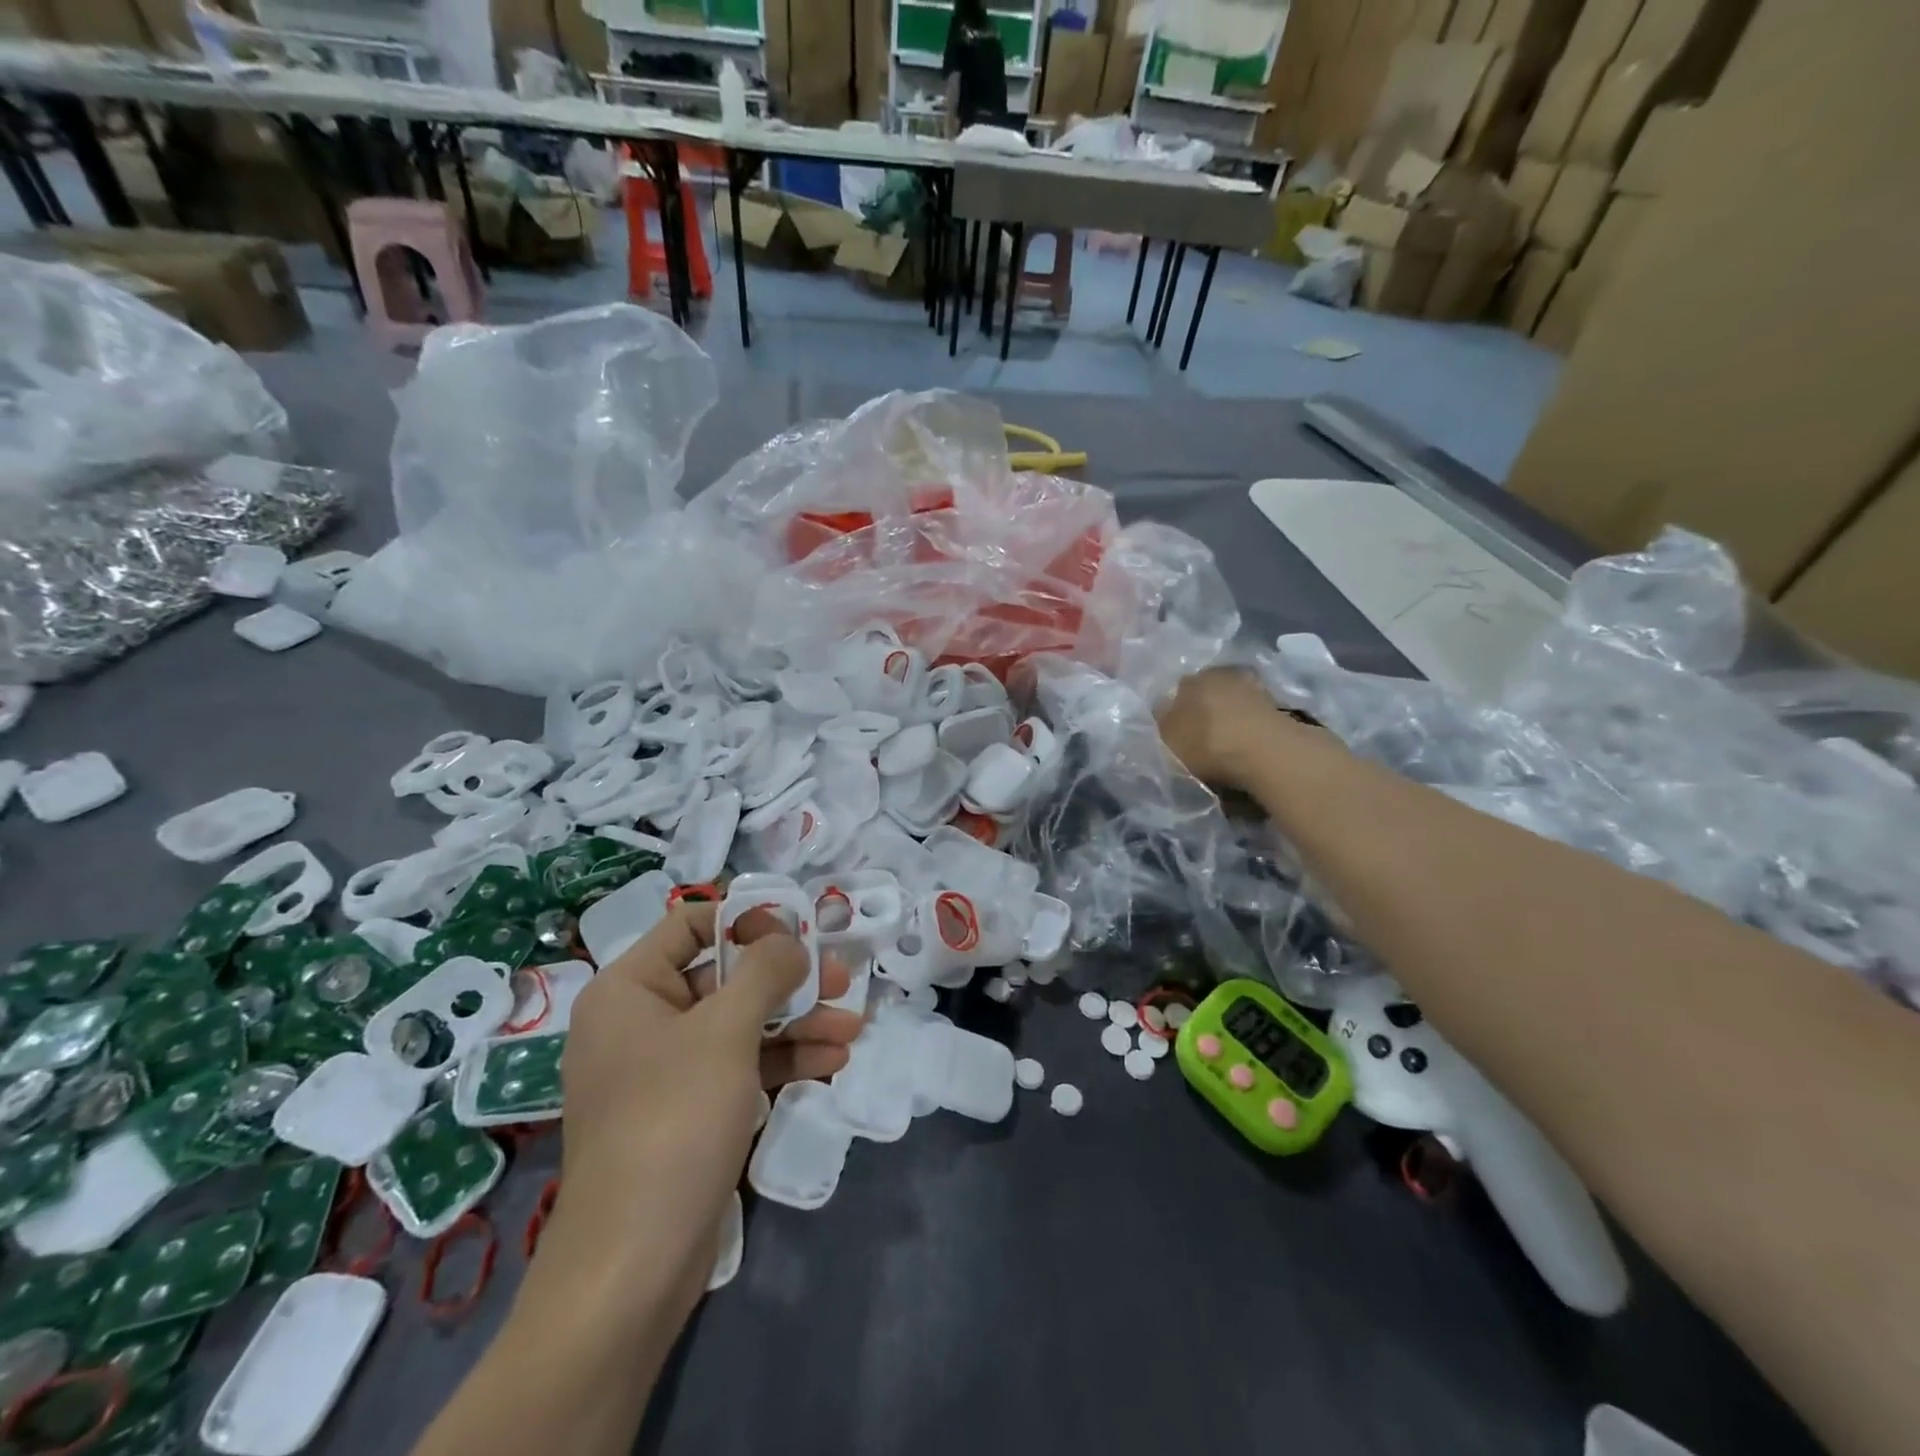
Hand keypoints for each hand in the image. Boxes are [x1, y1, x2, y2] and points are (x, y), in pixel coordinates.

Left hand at [554, 902, 862, 1278]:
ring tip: (853, 1024)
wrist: (634, 1265)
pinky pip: (740, 1067)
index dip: (746, 920)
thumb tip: (790, 938)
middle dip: (787, 979)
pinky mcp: (689, 1112)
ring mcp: (665, 1071)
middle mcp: (642, 1022)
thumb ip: (765, 971)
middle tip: (840, 978)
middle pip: (724, 978)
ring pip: (740, 1025)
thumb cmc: (673, 1121)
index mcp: (629, 989)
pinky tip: (833, 1059)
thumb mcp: (726, 1032)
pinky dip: (783, 1060)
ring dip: (797, 1022)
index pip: (690, 925)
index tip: (798, 928)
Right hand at [1156, 667, 1285, 789]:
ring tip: (1225, 741)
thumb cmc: (1208, 742)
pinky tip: (1244, 743)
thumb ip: (1163, 719)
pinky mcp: (1277, 705)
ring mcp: (1253, 687)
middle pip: (1207, 691)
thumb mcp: (1169, 737)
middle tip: (1200, 734)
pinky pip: (1252, 714)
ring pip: (1231, 701)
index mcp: (1191, 679)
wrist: (1267, 752)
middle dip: (1204, 708)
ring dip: (1228, 716)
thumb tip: (1163, 706)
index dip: (1176, 709)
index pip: (1178, 689)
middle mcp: (1222, 674)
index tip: (1177, 728)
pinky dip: (1247, 725)